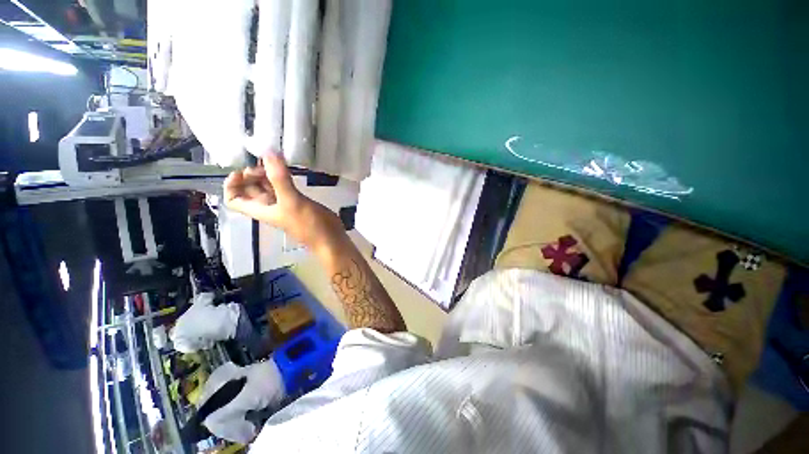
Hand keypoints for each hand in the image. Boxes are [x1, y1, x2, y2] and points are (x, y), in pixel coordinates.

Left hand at [223, 152, 341, 248]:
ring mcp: (284, 203)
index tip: (242, 171)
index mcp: (261, 209)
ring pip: (267, 186)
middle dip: (252, 175)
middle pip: (250, 189)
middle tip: (266, 164)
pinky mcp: (297, 200)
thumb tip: (268, 153)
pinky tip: (288, 168)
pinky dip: (282, 176)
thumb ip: (280, 178)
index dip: (232, 185)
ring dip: (267, 174)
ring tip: (276, 162)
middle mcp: (269, 206)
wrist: (329, 237)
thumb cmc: (308, 224)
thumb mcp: (291, 201)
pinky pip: (284, 186)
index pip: (234, 199)